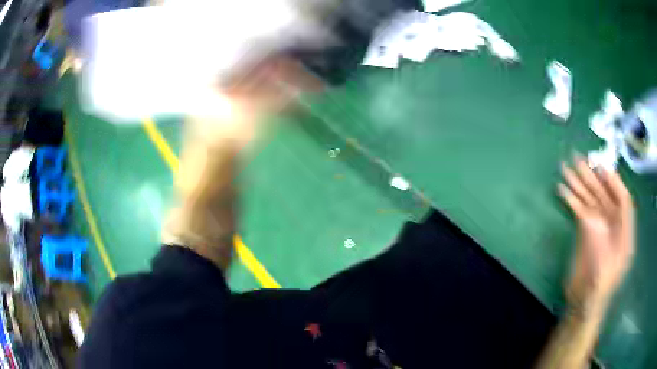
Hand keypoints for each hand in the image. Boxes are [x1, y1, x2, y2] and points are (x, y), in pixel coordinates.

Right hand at [558, 156, 634, 312]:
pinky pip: (581, 210)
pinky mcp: (587, 231)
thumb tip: (590, 220)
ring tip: (566, 168)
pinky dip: (572, 199)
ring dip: (579, 184)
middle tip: (577, 159)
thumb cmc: (596, 293)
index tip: (601, 168)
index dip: (614, 183)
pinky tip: (563, 189)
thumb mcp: (601, 277)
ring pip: (591, 199)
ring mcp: (599, 227)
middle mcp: (613, 225)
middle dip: (592, 177)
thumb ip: (599, 250)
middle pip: (605, 196)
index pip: (623, 201)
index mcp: (624, 235)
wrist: (583, 304)